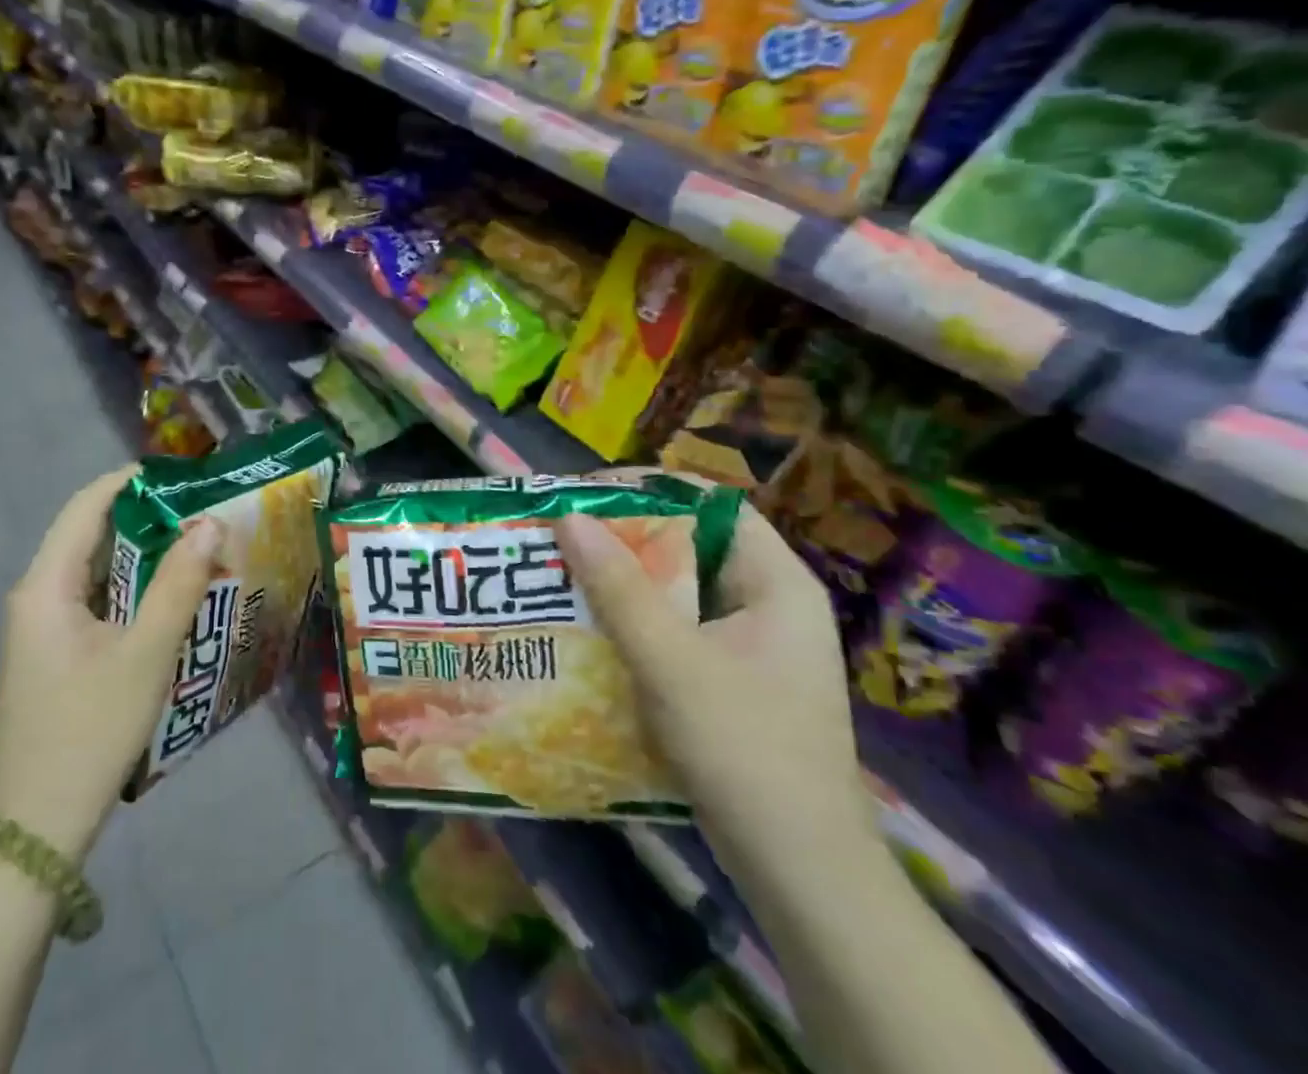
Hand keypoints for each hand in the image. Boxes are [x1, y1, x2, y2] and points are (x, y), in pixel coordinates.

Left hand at [0, 467, 217, 859]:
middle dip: (147, 519)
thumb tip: (209, 524)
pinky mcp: (54, 656)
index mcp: (45, 586)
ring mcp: (42, 629)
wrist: (35, 830)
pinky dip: (133, 591)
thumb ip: (178, 585)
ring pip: (96, 572)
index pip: (86, 507)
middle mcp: (37, 597)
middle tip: (202, 513)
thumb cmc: (89, 732)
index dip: (130, 481)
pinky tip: (171, 601)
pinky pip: (96, 603)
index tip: (182, 474)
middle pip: (91, 536)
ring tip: (197, 548)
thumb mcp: (145, 655)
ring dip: (143, 557)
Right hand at [555, 503, 869, 861]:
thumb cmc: (745, 751)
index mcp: (777, 582)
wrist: (800, 873)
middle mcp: (769, 602)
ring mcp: (752, 645)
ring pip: (679, 591)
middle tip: (563, 535)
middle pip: (690, 546)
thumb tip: (568, 517)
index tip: (587, 494)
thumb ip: (619, 588)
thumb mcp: (672, 662)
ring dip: (624, 582)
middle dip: (625, 538)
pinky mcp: (731, 679)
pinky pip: (677, 630)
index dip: (650, 490)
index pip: (711, 505)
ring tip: (564, 573)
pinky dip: (635, 622)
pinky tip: (590, 629)